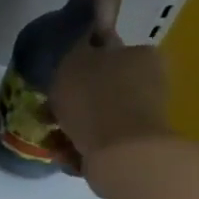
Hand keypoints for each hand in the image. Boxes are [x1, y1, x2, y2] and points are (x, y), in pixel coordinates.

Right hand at [49, 39, 171, 165]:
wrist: (120, 152)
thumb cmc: (94, 98)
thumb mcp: (75, 61)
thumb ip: (78, 48)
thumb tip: (84, 43)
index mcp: (140, 54)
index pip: (108, 49)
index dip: (80, 62)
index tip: (60, 79)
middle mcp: (149, 83)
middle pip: (102, 87)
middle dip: (75, 101)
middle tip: (49, 113)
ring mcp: (144, 117)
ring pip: (99, 117)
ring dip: (74, 126)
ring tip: (53, 138)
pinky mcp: (136, 148)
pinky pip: (101, 143)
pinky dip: (83, 148)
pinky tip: (66, 155)